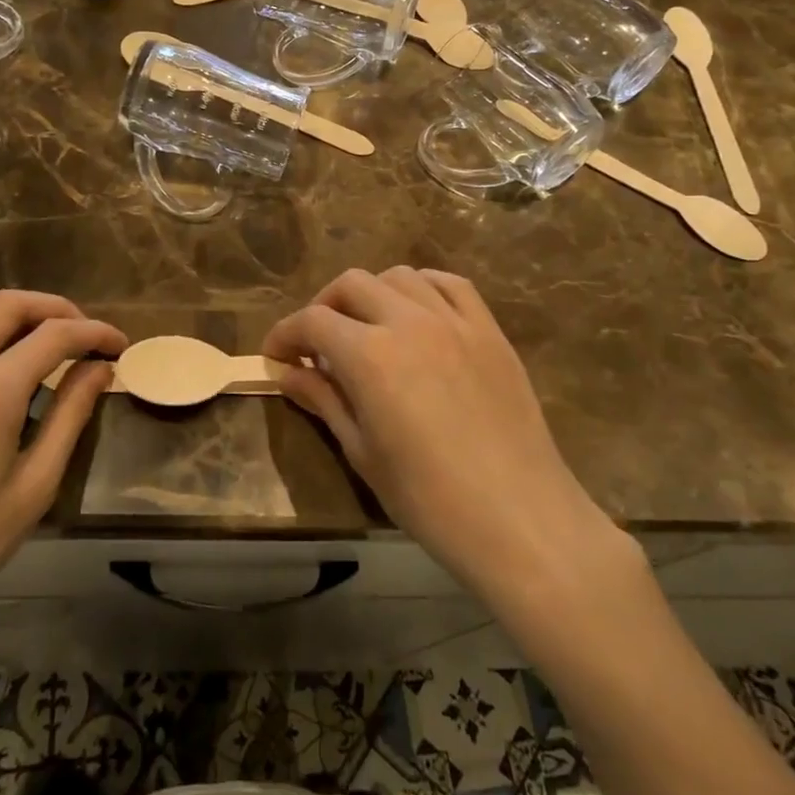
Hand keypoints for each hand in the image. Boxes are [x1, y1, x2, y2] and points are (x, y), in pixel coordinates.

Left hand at [0, 291, 124, 654]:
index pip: (55, 336)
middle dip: (54, 308)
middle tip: (81, 332)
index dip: (94, 332)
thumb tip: (99, 368)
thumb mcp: (33, 488)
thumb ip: (70, 416)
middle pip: (7, 304)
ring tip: (32, 336)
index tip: (117, 344)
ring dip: (6, 311)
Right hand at [264, 267, 619, 600]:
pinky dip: (423, 288)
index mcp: (370, 355)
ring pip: (400, 276)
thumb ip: (323, 400)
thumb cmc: (429, 499)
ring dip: (372, 294)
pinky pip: (451, 285)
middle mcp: (409, 322)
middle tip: (317, 344)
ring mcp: (454, 321)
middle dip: (324, 307)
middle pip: (352, 285)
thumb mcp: (362, 452)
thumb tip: (287, 373)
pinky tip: (417, 312)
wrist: (519, 517)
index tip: (276, 355)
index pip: (313, 321)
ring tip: (368, 327)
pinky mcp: (489, 330)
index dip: (285, 334)